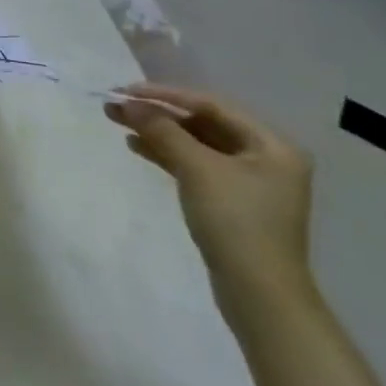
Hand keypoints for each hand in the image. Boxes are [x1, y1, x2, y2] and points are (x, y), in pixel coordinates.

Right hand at [105, 83, 315, 320]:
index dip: (165, 95)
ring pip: (195, 144)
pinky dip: (167, 154)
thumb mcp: (197, 169)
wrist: (259, 294)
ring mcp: (249, 182)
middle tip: (115, 107)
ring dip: (158, 132)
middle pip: (202, 123)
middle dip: (158, 114)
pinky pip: (195, 165)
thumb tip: (129, 103)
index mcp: (271, 145)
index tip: (125, 91)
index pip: (210, 105)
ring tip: (118, 123)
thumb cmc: (235, 221)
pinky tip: (138, 148)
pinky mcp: (232, 202)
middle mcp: (265, 158)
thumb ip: (162, 130)